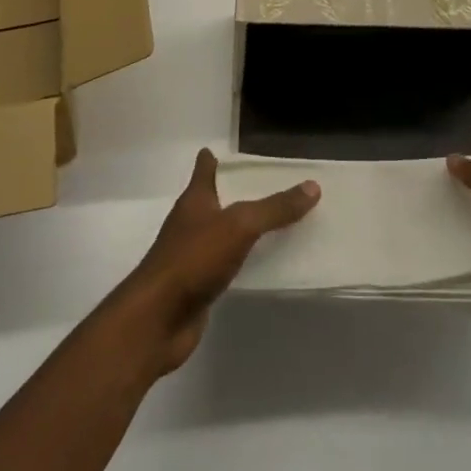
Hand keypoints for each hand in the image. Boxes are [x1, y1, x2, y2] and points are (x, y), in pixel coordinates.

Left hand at [110, 148, 319, 376]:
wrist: (157, 320)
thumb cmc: (193, 259)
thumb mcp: (240, 226)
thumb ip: (275, 208)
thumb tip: (312, 186)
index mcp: (195, 199)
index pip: (205, 169)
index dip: (213, 159)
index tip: (226, 151)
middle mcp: (191, 223)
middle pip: (214, 200)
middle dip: (237, 193)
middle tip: (271, 186)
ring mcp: (192, 256)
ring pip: (221, 234)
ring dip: (242, 229)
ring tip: (275, 222)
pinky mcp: (198, 286)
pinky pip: (226, 265)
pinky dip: (242, 261)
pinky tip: (262, 264)